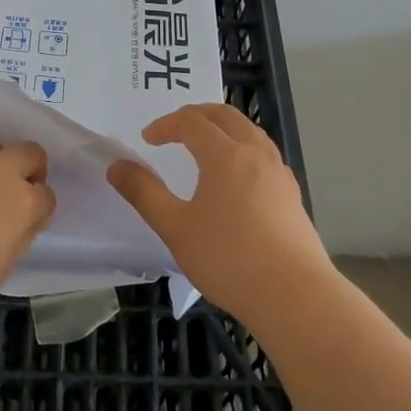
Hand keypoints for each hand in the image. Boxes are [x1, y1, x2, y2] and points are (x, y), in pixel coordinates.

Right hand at [106, 103, 332, 324]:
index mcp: (225, 155)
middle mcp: (256, 153)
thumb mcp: (175, 228)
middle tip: (174, 129)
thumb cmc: (228, 259)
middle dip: (196, 115)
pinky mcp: (292, 194)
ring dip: (223, 128)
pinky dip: (243, 148)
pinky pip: (264, 154)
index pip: (192, 121)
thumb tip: (117, 166)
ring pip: (250, 132)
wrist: (294, 295)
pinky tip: (236, 177)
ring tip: (204, 146)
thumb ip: (144, 193)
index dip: (166, 125)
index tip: (147, 140)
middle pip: (225, 115)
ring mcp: (279, 172)